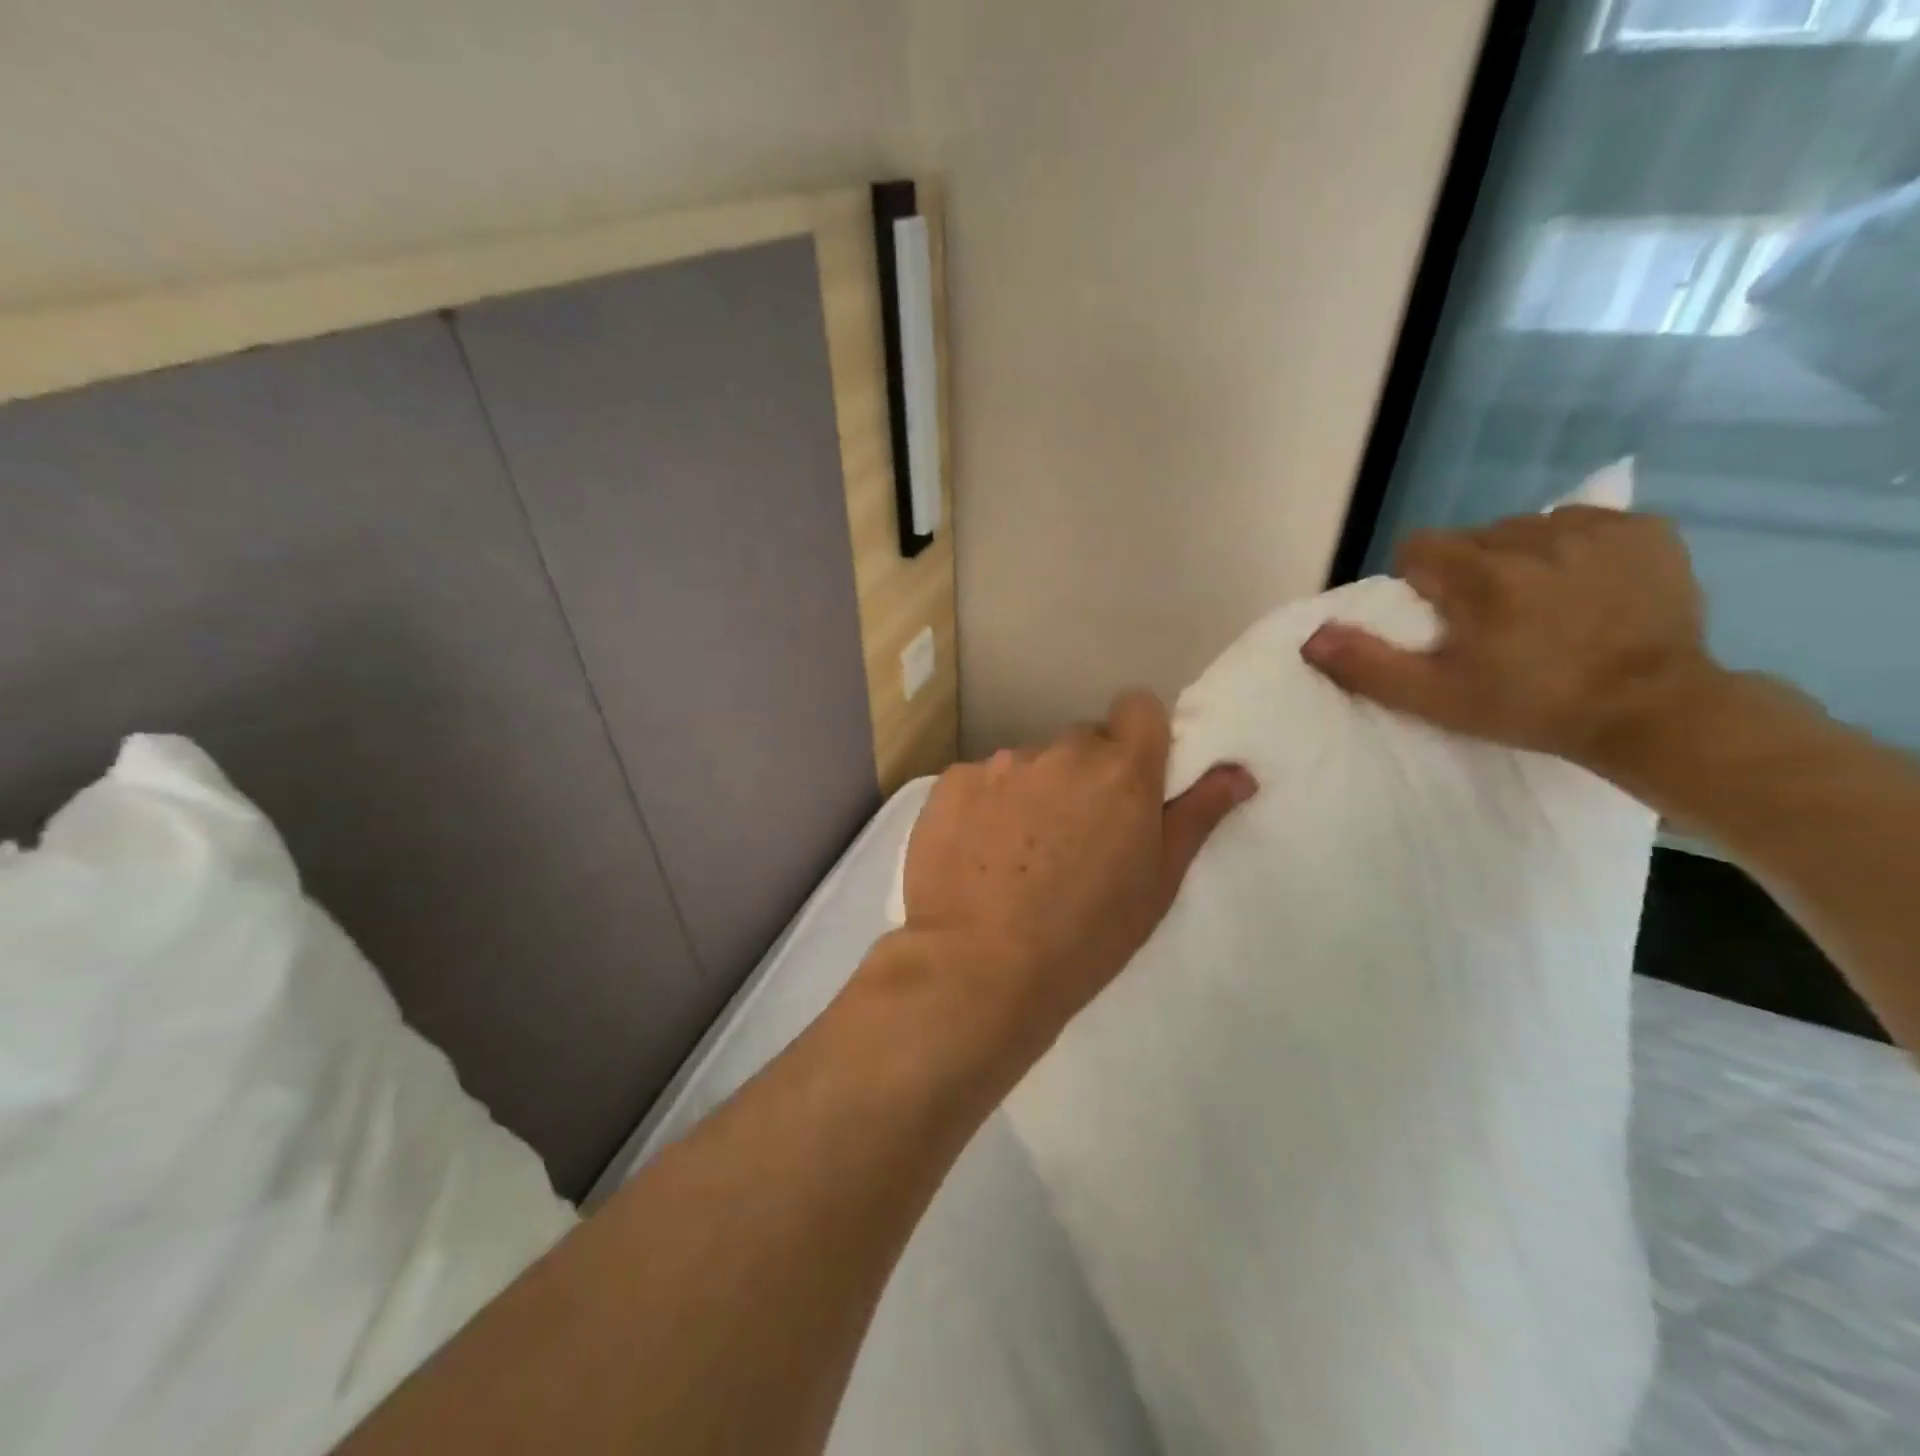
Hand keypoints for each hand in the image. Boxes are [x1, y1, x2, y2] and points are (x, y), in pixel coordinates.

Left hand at [896, 691, 1257, 1048]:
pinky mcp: (951, 782)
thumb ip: (1197, 816)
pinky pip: (982, 781)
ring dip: (1034, 792)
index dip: (1139, 737)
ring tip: (1020, 855)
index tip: (1132, 781)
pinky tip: (978, 854)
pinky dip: (986, 806)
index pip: (1139, 707)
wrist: (977, 968)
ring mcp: (1000, 764)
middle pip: (1082, 742)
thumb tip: (1237, 771)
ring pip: (1030, 764)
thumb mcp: (1157, 884)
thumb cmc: (1084, 936)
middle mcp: (1060, 751)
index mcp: (1121, 770)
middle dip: (1086, 775)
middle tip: (1076, 836)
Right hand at [1300, 507, 1720, 775]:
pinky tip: (1587, 588)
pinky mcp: (1646, 531)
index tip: (1442, 619)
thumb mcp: (1436, 698)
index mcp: (1480, 576)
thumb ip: (1369, 664)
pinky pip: (1584, 524)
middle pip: (1473, 538)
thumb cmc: (1532, 706)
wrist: (1653, 712)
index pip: (1419, 547)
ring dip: (1519, 559)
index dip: (1420, 582)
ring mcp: (1597, 530)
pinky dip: (1574, 550)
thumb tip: (1312, 636)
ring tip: (1542, 604)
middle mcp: (1534, 538)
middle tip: (1491, 620)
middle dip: (1469, 571)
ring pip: (1526, 529)